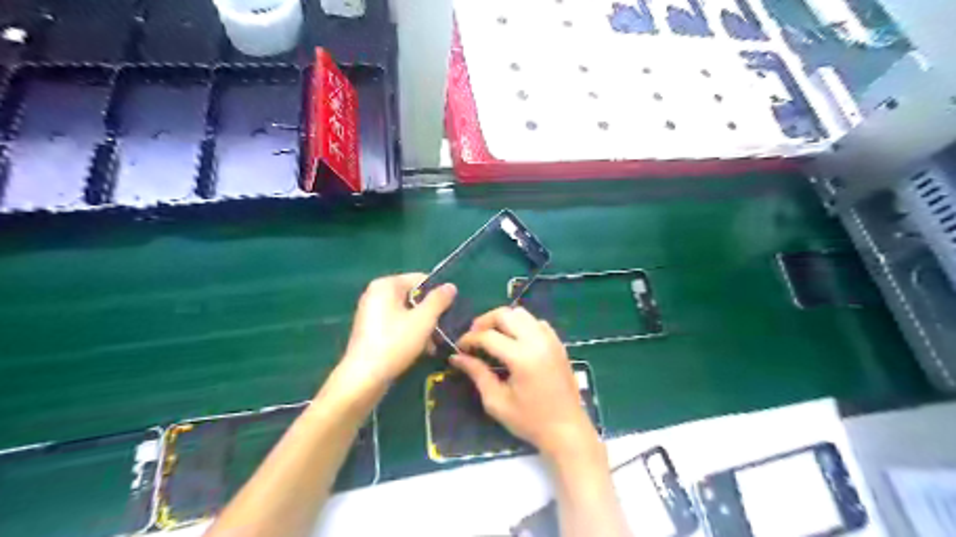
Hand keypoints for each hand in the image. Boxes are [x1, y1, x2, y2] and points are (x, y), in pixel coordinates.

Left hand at [333, 272, 455, 401]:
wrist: (364, 378)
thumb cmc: (395, 343)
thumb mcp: (424, 319)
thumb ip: (439, 300)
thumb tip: (450, 286)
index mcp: (386, 285)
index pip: (421, 279)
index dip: (438, 293)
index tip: (450, 311)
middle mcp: (376, 294)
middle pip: (414, 297)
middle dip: (431, 313)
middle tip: (443, 329)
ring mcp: (372, 313)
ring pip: (407, 313)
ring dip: (424, 326)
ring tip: (434, 344)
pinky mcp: (371, 330)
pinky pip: (397, 325)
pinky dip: (411, 333)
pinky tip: (422, 350)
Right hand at [451, 307, 595, 461]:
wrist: (567, 430)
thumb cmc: (530, 421)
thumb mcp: (497, 402)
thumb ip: (477, 374)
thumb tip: (456, 357)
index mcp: (522, 357)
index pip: (488, 336)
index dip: (469, 339)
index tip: (459, 347)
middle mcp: (537, 341)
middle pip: (505, 314)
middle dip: (484, 322)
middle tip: (474, 337)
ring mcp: (550, 339)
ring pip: (521, 314)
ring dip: (503, 320)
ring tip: (492, 336)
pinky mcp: (558, 343)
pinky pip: (536, 322)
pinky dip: (521, 324)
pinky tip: (514, 341)